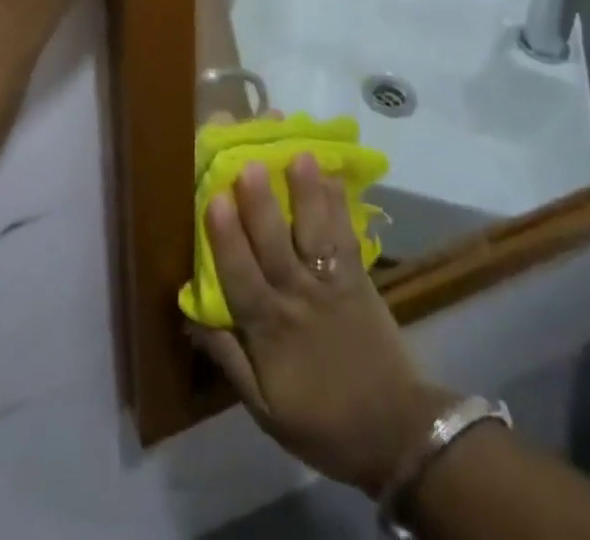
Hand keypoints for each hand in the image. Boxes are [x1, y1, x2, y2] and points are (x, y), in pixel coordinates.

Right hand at [190, 156, 452, 497]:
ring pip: (315, 234)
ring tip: (299, 154)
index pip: (242, 279)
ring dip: (307, 194)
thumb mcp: (266, 410)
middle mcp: (299, 299)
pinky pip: (348, 236)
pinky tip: (333, 173)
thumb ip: (229, 360)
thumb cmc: (324, 421)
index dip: (226, 240)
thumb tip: (190, 316)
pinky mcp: (360, 278)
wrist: (399, 434)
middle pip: (276, 246)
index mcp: (270, 332)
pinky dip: (340, 204)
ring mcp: (333, 285)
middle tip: (249, 162)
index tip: (213, 199)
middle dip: (261, 204)